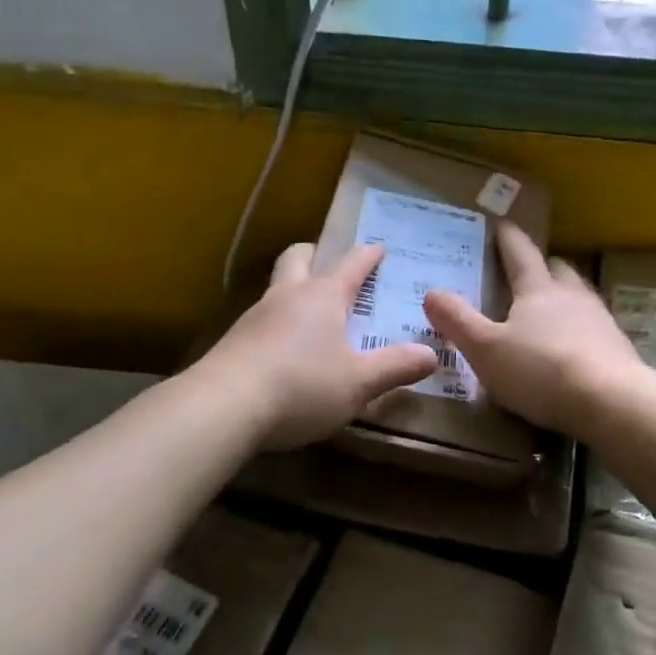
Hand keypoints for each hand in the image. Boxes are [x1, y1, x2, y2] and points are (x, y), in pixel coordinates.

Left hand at [201, 243, 437, 450]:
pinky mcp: (234, 341)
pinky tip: (283, 347)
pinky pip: (261, 318)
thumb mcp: (359, 383)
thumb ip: (395, 367)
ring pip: (276, 287)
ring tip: (309, 311)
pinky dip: (277, 321)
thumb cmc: (302, 386)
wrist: (223, 407)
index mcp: (324, 297)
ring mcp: (256, 316)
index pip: (351, 265)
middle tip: (328, 262)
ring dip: (294, 288)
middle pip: (298, 258)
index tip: (378, 246)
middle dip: (315, 254)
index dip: (368, 255)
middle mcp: (288, 296)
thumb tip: (432, 354)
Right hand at [423, 221, 645, 440]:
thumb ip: (458, 321)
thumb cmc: (541, 370)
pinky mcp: (618, 348)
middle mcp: (571, 295)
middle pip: (557, 269)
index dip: (508, 238)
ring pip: (579, 295)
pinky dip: (580, 328)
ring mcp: (600, 320)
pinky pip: (594, 327)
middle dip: (542, 266)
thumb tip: (431, 292)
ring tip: (550, 308)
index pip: (520, 253)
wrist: (612, 402)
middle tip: (526, 270)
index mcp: (538, 289)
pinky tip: (573, 346)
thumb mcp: (486, 349)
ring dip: (564, 296)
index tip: (502, 224)